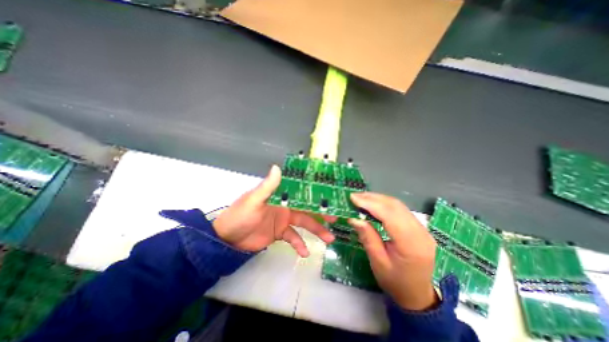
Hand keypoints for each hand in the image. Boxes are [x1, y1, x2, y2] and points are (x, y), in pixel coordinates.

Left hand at [212, 164, 334, 256]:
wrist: (228, 238)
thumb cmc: (240, 215)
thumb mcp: (254, 201)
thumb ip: (267, 186)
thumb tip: (277, 167)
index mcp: (281, 195)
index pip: (301, 192)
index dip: (315, 194)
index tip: (330, 197)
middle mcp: (285, 205)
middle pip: (307, 208)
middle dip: (321, 213)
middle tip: (335, 218)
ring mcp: (284, 220)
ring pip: (304, 223)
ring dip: (316, 230)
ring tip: (329, 238)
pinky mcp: (280, 233)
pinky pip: (294, 238)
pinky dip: (300, 244)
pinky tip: (305, 252)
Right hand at [347, 193, 438, 310]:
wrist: (418, 295)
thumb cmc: (395, 282)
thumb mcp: (378, 262)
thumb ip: (368, 237)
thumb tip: (354, 218)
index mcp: (411, 245)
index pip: (390, 216)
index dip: (370, 204)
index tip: (353, 198)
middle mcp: (421, 233)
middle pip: (395, 206)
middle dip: (373, 198)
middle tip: (355, 196)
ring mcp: (423, 229)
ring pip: (398, 205)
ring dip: (378, 199)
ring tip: (361, 198)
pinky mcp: (419, 227)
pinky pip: (401, 209)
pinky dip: (385, 204)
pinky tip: (374, 204)